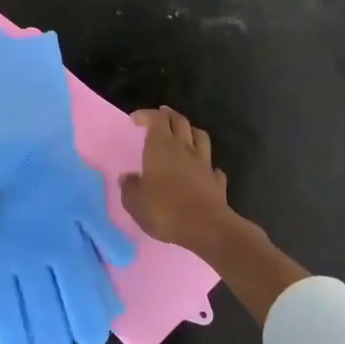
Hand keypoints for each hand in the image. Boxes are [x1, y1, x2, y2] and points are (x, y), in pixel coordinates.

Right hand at [121, 107, 234, 252]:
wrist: (207, 228)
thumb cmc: (165, 211)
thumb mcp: (135, 203)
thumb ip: (129, 188)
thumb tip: (127, 178)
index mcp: (161, 147)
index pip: (156, 119)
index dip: (146, 115)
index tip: (135, 119)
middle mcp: (184, 149)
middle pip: (179, 121)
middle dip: (168, 115)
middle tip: (160, 116)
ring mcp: (204, 163)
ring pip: (200, 136)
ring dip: (190, 131)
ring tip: (183, 134)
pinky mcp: (217, 181)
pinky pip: (212, 165)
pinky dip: (206, 163)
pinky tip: (202, 169)